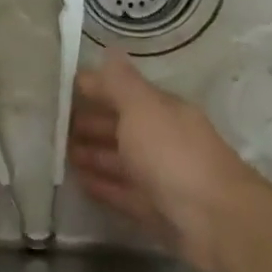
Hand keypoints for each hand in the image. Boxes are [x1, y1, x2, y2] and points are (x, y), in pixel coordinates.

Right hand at [67, 51, 260, 271]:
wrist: (217, 221)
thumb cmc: (173, 155)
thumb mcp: (142, 109)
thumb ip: (120, 83)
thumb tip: (109, 51)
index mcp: (161, 110)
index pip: (121, 92)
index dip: (93, 90)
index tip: (60, 91)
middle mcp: (161, 139)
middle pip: (120, 127)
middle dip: (89, 123)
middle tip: (54, 127)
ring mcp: (159, 176)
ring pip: (120, 160)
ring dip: (92, 155)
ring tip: (61, 155)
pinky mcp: (155, 209)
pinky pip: (122, 192)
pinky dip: (102, 185)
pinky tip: (81, 183)